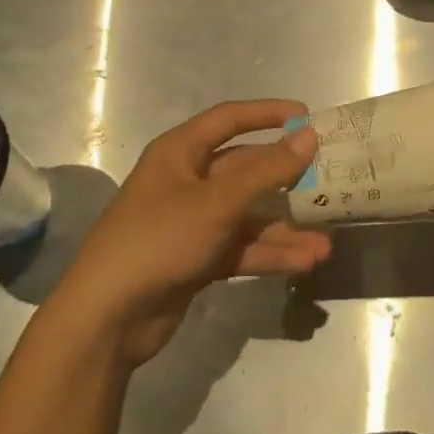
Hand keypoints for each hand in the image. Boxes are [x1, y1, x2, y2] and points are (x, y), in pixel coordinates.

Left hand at [48, 100, 331, 369]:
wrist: (106, 320)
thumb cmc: (158, 240)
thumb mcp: (217, 202)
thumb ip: (267, 171)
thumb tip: (309, 137)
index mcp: (180, 152)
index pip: (229, 119)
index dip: (268, 113)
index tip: (308, 118)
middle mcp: (187, 180)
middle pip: (246, 169)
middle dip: (286, 180)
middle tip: (328, 180)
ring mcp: (192, 222)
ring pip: (248, 214)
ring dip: (284, 228)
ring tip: (325, 244)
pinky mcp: (197, 258)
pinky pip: (241, 247)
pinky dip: (269, 254)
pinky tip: (304, 263)